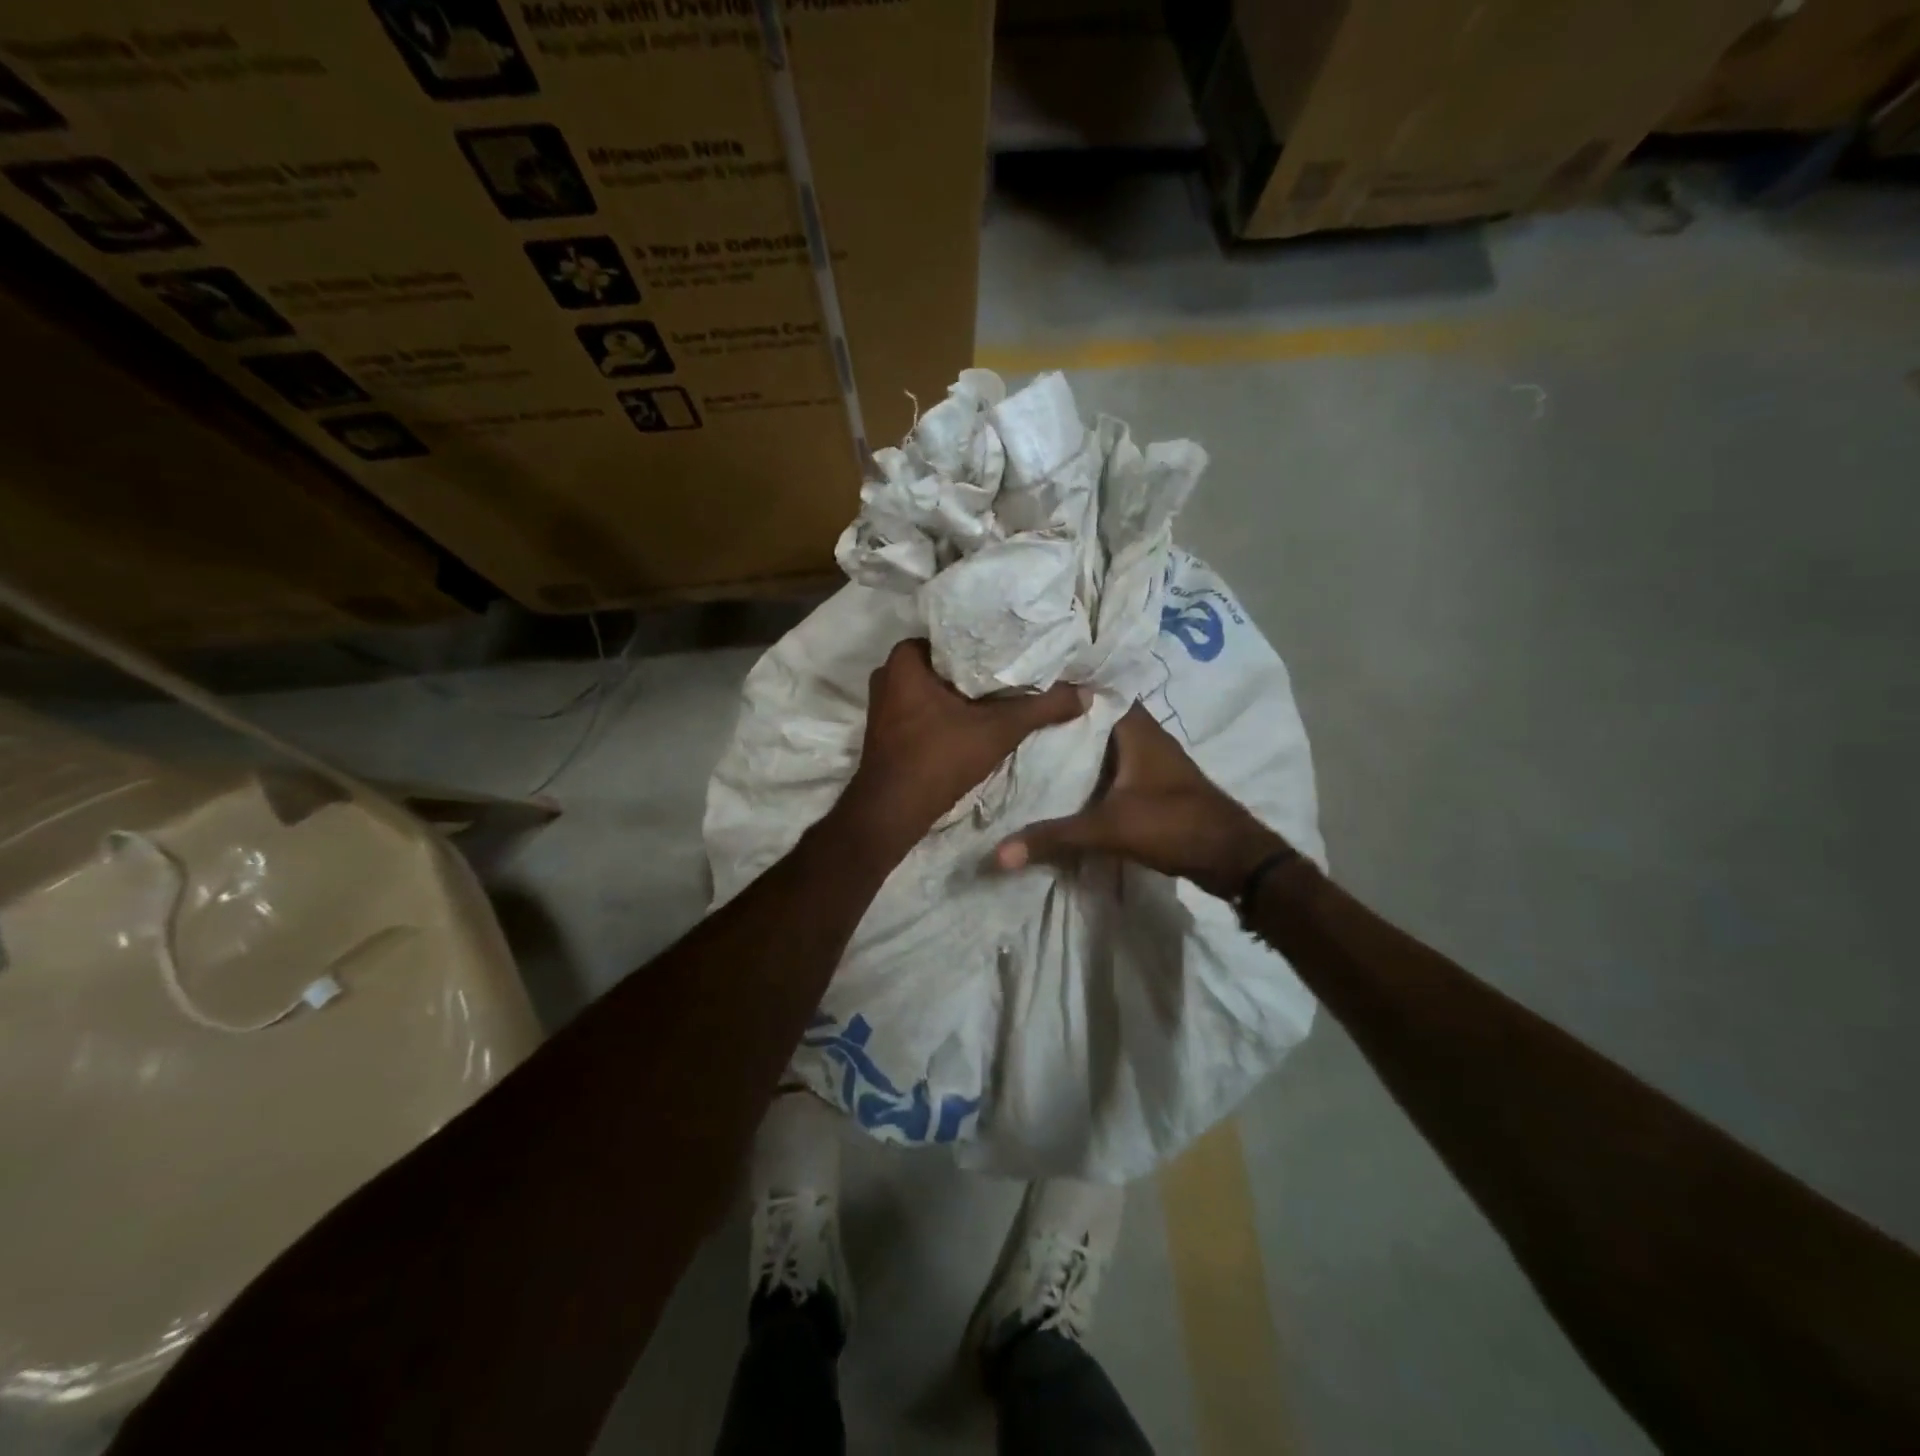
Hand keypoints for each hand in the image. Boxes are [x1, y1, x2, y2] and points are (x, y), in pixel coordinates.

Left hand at [834, 639, 1087, 862]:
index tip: (1020, 646)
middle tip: (1019, 668)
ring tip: (1005, 691)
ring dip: (965, 693)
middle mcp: (889, 674)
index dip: (989, 641)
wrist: (893, 813)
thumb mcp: (998, 730)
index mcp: (905, 658)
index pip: (956, 634)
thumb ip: (1042, 708)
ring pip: (936, 687)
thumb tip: (1087, 693)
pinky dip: (949, 711)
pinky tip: (977, 718)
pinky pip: (926, 708)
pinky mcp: (888, 729)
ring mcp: (885, 704)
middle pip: (948, 662)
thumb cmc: (939, 759)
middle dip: (980, 668)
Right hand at [995, 704, 1288, 899]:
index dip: (1061, 684)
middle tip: (1015, 714)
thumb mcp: (1108, 829)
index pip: (1094, 689)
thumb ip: (1054, 837)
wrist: (1231, 857)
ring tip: (1028, 741)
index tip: (1023, 683)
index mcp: (1134, 727)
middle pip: (1094, 715)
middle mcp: (1143, 734)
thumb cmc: (1173, 824)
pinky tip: (1063, 777)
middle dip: (1060, 715)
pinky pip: (1112, 762)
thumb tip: (998, 854)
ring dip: (1075, 742)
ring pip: (1104, 740)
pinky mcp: (1152, 781)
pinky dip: (1089, 766)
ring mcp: (1150, 758)